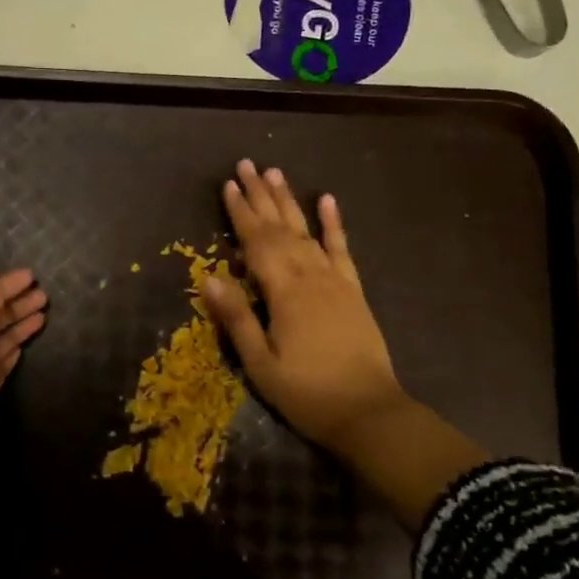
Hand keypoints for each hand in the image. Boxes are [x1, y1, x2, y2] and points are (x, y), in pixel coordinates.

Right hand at [200, 161, 408, 460]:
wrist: (369, 413)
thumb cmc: (307, 393)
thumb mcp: (261, 363)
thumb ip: (237, 318)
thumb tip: (208, 278)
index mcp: (284, 292)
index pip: (257, 242)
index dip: (241, 213)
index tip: (228, 185)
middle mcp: (310, 276)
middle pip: (281, 228)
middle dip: (261, 196)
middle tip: (246, 164)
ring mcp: (335, 281)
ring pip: (308, 231)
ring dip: (290, 201)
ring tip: (275, 173)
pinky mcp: (353, 291)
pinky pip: (342, 249)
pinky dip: (334, 224)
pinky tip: (328, 200)